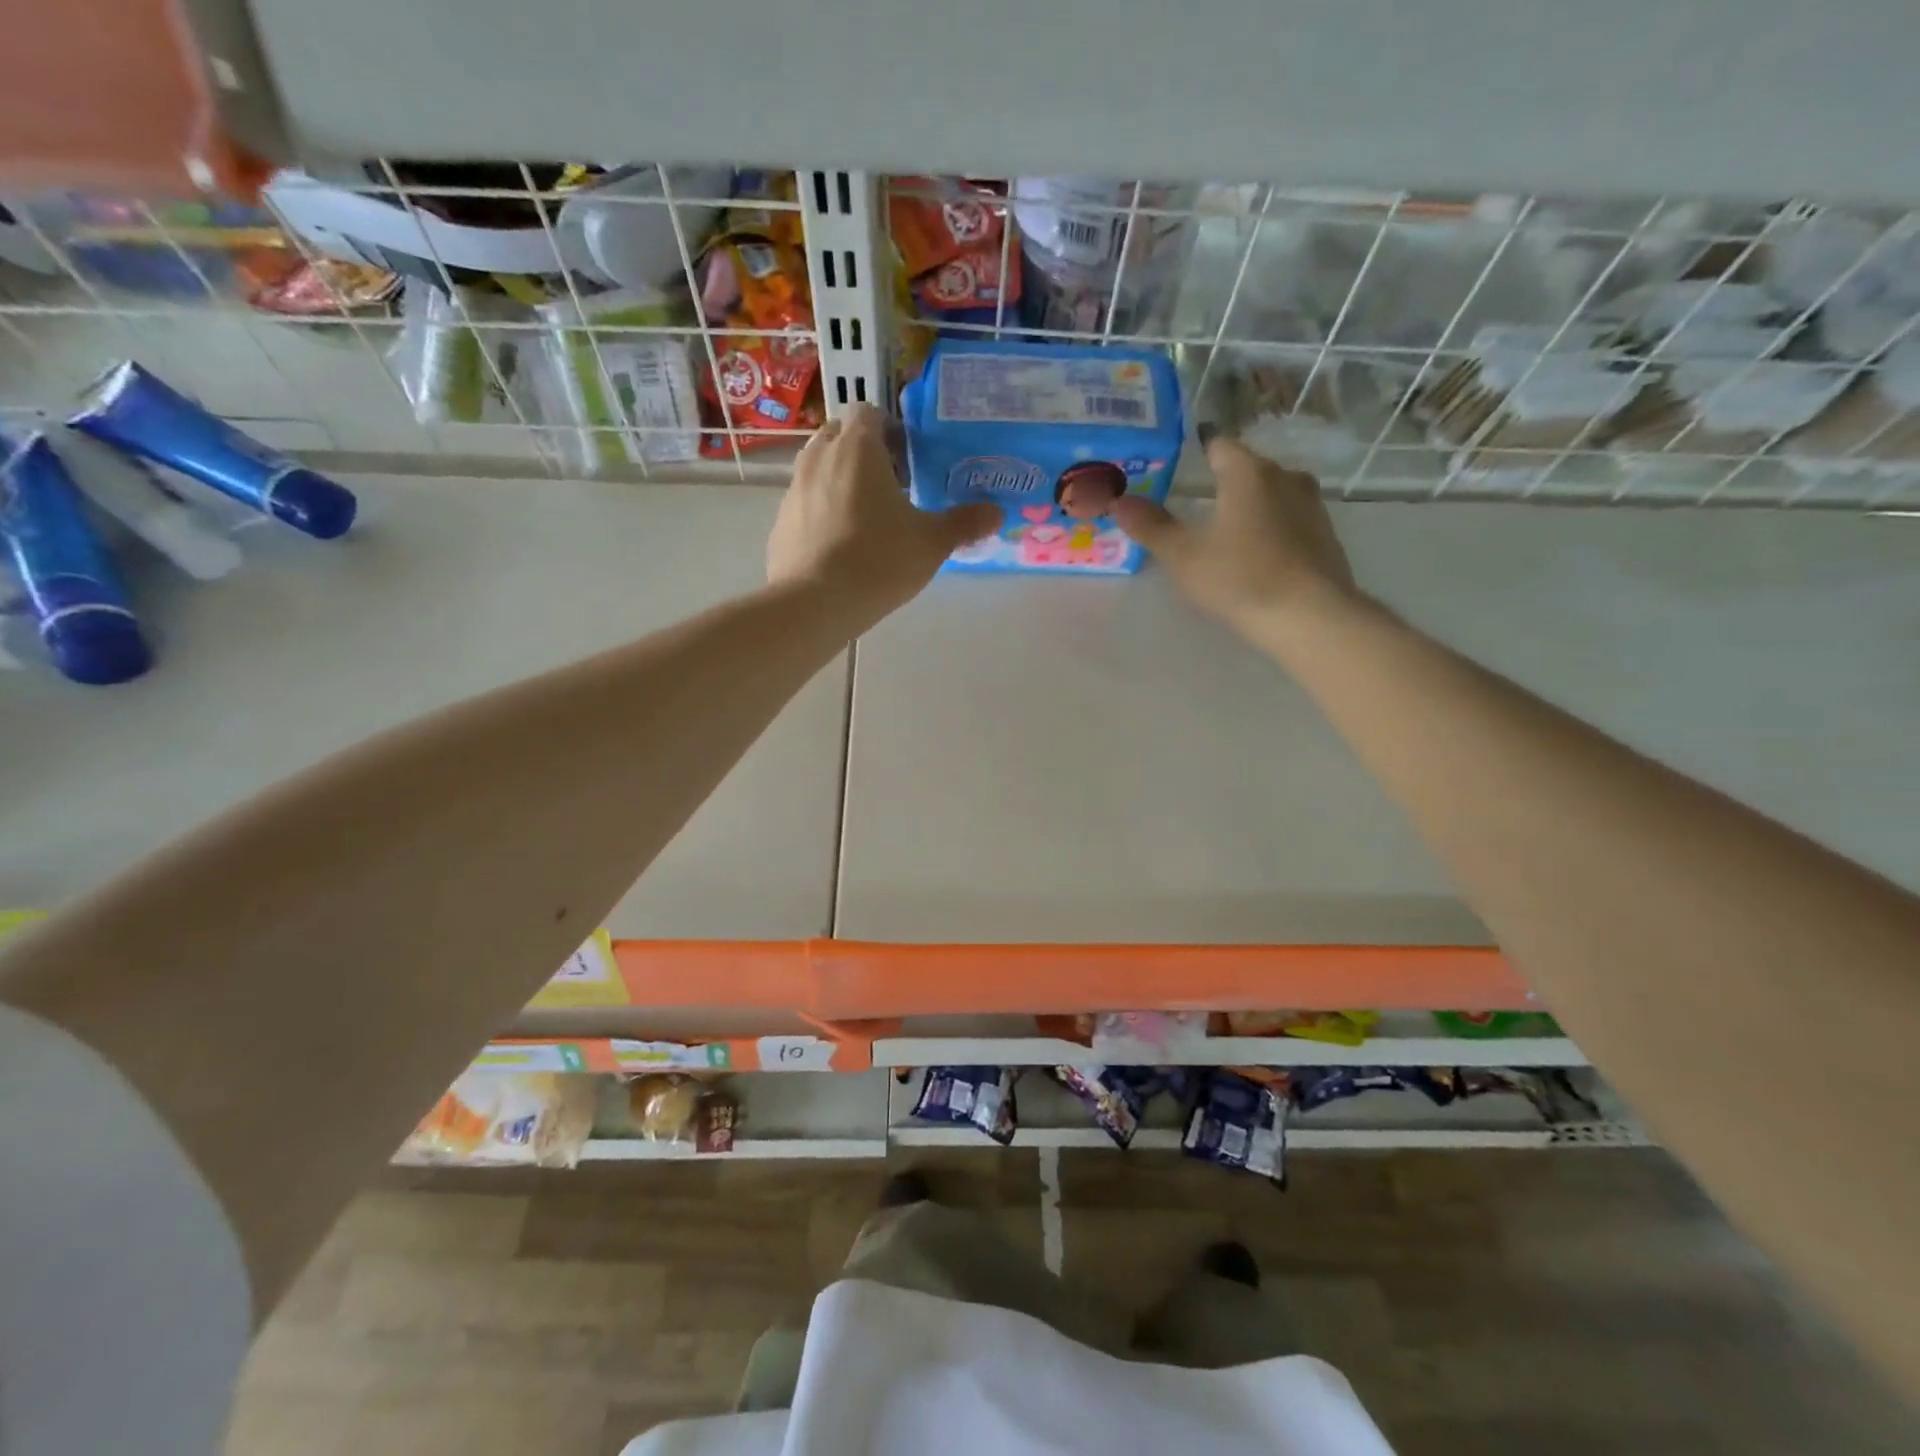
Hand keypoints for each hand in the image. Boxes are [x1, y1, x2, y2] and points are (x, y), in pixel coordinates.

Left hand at [768, 404, 999, 631]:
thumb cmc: (879, 560)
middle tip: (891, 486)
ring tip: (867, 516)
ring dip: (841, 479)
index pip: (868, 410)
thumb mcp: (932, 543)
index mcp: (858, 447)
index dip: (889, 428)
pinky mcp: (780, 521)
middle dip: (863, 451)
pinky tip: (840, 546)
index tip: (908, 458)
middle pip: (840, 434)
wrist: (814, 603)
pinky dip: (821, 511)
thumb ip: (965, 523)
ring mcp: (794, 488)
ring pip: (819, 467)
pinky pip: (805, 502)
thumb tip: (997, 512)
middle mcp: (819, 456)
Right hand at [1111, 434, 1358, 638]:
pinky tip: (1256, 557)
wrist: (1310, 616)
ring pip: (1272, 495)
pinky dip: (1271, 530)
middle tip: (1195, 510)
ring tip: (1225, 536)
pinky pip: (1290, 521)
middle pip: (1248, 470)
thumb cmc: (1239, 577)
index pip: (1219, 445)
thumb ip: (1151, 526)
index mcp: (1248, 472)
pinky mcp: (1326, 535)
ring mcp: (1312, 505)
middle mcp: (1285, 476)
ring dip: (1250, 508)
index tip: (1179, 473)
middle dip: (1223, 485)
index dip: (1197, 455)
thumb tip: (1118, 500)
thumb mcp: (1183, 556)